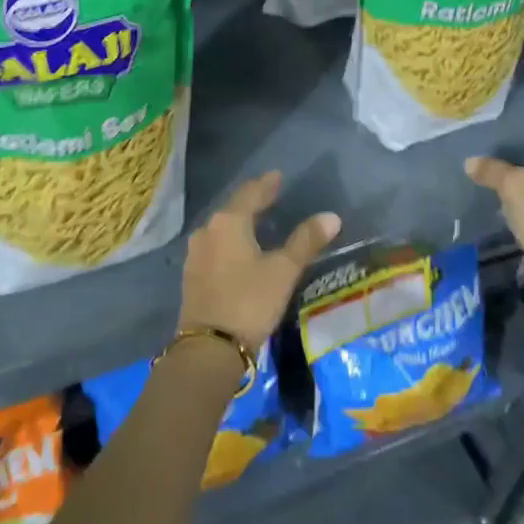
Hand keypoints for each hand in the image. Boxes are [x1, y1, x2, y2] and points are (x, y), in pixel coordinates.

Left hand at [179, 172, 340, 352]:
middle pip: (233, 208)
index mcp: (229, 222)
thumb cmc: (249, 301)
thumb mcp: (283, 271)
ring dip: (240, 221)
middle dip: (252, 201)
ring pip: (222, 227)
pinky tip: (239, 248)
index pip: (251, 193)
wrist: (209, 347)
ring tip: (257, 221)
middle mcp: (208, 230)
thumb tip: (331, 216)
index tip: (278, 176)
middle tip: (270, 195)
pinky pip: (215, 245)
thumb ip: (306, 241)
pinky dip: (230, 240)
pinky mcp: (192, 274)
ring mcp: (196, 253)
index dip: (266, 184)